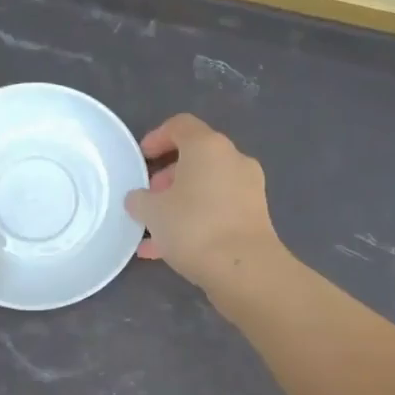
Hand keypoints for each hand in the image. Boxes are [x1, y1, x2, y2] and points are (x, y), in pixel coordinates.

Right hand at [124, 114, 284, 291]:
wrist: (243, 269)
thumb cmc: (193, 227)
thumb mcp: (152, 212)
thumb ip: (140, 200)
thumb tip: (139, 198)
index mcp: (208, 146)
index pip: (181, 125)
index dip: (157, 137)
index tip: (141, 158)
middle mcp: (233, 160)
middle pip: (196, 157)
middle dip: (169, 176)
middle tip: (149, 196)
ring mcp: (248, 188)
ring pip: (206, 187)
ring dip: (180, 202)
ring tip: (154, 229)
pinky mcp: (254, 216)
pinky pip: (218, 210)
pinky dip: (195, 220)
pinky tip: (169, 250)